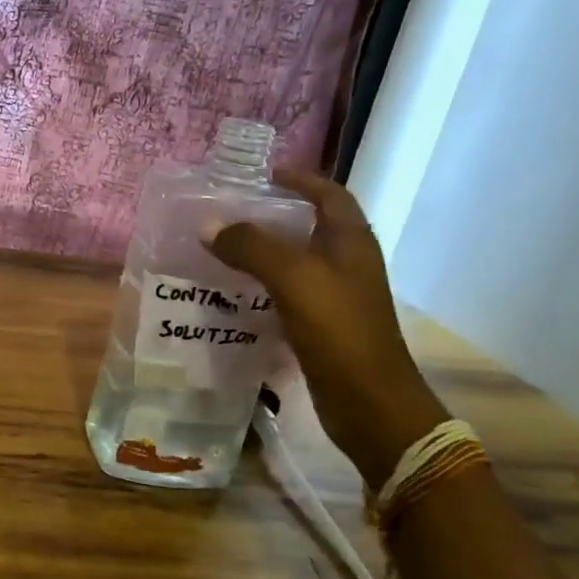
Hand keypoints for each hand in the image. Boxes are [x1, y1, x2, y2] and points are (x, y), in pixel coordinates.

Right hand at [205, 169, 447, 484]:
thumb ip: (251, 248)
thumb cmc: (340, 331)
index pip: (329, 196)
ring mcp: (336, 297)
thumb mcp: (294, 279)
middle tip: (228, 213)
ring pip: (295, 262)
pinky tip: (232, 293)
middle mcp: (347, 264)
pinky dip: (261, 286)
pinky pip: (287, 293)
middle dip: (272, 216)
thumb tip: (208, 225)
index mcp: (352, 243)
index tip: (263, 175)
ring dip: (262, 253)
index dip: (301, 180)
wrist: (369, 403)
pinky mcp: (322, 325)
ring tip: (221, 249)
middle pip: (309, 227)